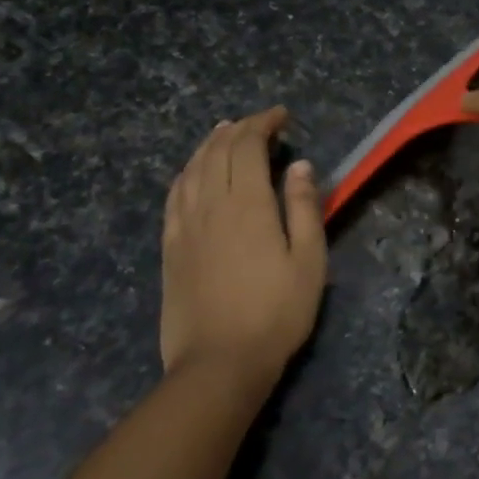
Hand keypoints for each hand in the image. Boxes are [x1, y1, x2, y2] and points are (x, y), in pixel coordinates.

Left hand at [160, 108, 326, 390]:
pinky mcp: (170, 247)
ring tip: (224, 134)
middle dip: (239, 129)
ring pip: (192, 169)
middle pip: (218, 151)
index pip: (248, 147)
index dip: (262, 124)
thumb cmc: (277, 312)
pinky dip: (186, 173)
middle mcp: (211, 204)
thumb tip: (299, 165)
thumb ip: (304, 208)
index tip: (281, 116)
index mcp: (248, 204)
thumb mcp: (309, 261)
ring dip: (209, 145)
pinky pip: (174, 196)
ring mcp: (185, 225)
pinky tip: (192, 173)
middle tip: (259, 123)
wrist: (219, 362)